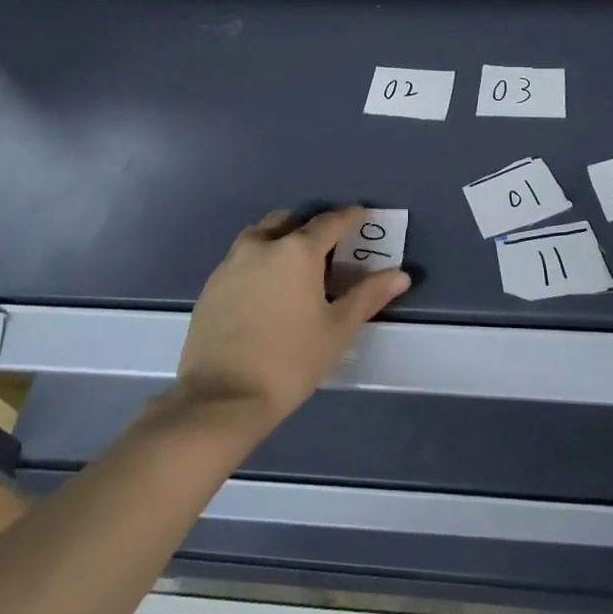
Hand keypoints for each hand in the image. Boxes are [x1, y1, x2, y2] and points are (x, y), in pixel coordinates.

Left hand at [174, 206, 410, 430]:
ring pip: (260, 235)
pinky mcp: (212, 284)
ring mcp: (231, 263)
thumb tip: (400, 274)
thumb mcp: (337, 329)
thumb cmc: (289, 361)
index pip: (329, 221)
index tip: (361, 216)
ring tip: (293, 267)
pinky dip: (258, 261)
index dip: (349, 217)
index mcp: (297, 250)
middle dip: (309, 226)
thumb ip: (368, 295)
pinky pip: (240, 258)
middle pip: (289, 220)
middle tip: (326, 248)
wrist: (221, 398)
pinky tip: (265, 290)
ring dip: (280, 239)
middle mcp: (262, 245)